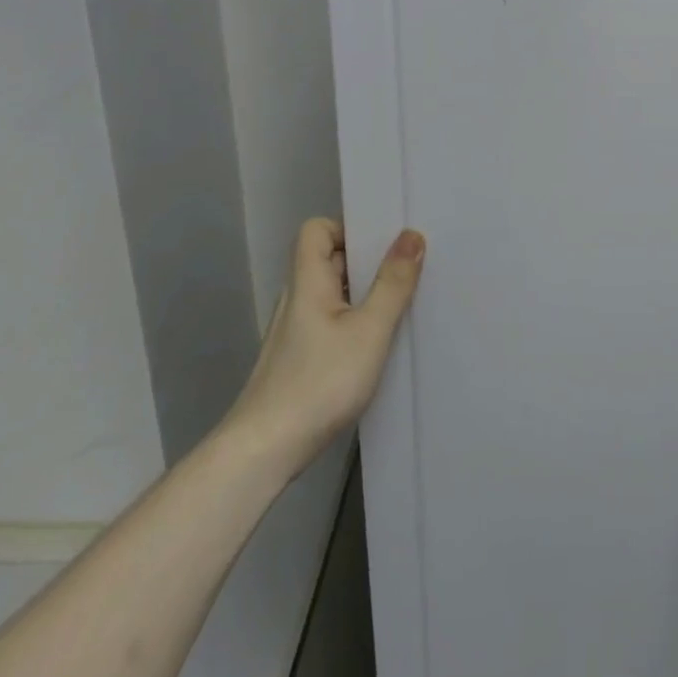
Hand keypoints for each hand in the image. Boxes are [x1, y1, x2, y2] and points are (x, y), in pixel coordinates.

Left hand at [227, 218, 424, 477]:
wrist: (266, 448)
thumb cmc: (320, 381)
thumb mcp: (369, 330)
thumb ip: (393, 283)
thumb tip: (411, 235)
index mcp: (308, 282)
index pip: (316, 230)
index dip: (347, 228)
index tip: (383, 245)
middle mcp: (297, 299)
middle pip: (328, 259)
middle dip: (367, 260)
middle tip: (406, 270)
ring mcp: (295, 330)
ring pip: (332, 293)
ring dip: (364, 293)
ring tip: (400, 305)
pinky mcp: (299, 358)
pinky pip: (331, 321)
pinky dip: (355, 321)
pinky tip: (377, 344)